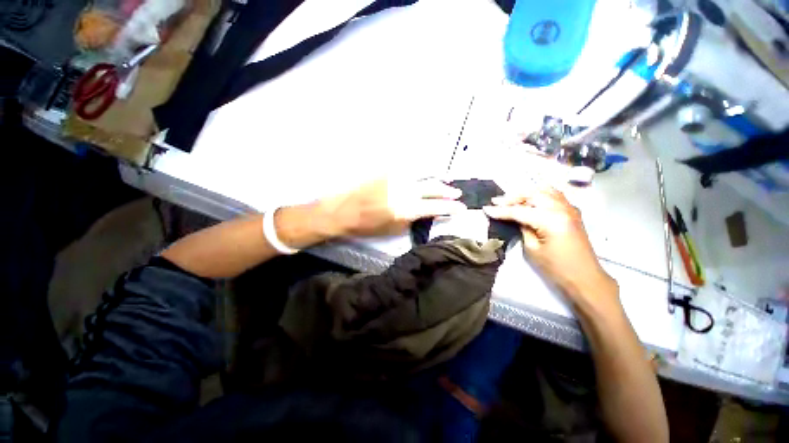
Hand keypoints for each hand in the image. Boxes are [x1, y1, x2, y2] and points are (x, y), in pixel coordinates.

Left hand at [319, 179, 466, 236]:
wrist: (342, 210)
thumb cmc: (367, 225)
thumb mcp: (393, 228)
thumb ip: (414, 219)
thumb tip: (428, 212)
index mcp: (405, 209)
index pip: (435, 206)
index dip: (451, 208)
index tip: (461, 208)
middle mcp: (404, 190)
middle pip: (432, 187)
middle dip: (447, 190)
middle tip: (457, 193)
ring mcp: (395, 176)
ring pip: (423, 172)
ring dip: (437, 176)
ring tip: (447, 178)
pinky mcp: (387, 169)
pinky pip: (408, 168)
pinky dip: (419, 171)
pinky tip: (424, 172)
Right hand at [483, 187, 618, 309]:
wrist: (585, 278)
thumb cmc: (556, 268)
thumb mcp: (532, 249)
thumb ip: (523, 228)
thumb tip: (515, 218)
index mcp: (551, 220)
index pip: (519, 211)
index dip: (501, 210)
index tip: (486, 209)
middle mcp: (561, 208)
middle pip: (532, 194)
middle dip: (512, 197)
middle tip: (496, 202)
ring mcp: (569, 208)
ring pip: (544, 190)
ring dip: (526, 193)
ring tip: (511, 199)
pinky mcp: (572, 212)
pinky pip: (554, 195)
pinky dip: (539, 194)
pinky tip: (531, 200)